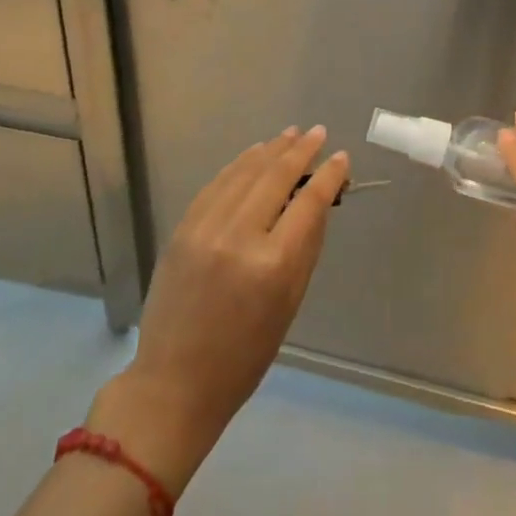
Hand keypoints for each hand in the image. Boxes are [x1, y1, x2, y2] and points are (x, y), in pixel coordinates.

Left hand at [95, 128, 347, 450]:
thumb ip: (306, 246)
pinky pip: (217, 185)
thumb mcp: (290, 303)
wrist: (174, 383)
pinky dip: (239, 165)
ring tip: (290, 135)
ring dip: (270, 150)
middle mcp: (239, 237)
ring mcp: (206, 229)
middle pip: (276, 177)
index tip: (342, 157)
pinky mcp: (182, 229)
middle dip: (300, 151)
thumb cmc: (245, 354)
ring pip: (244, 173)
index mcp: (273, 264)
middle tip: (318, 133)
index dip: (328, 175)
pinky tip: (254, 155)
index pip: (309, 202)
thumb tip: (319, 201)